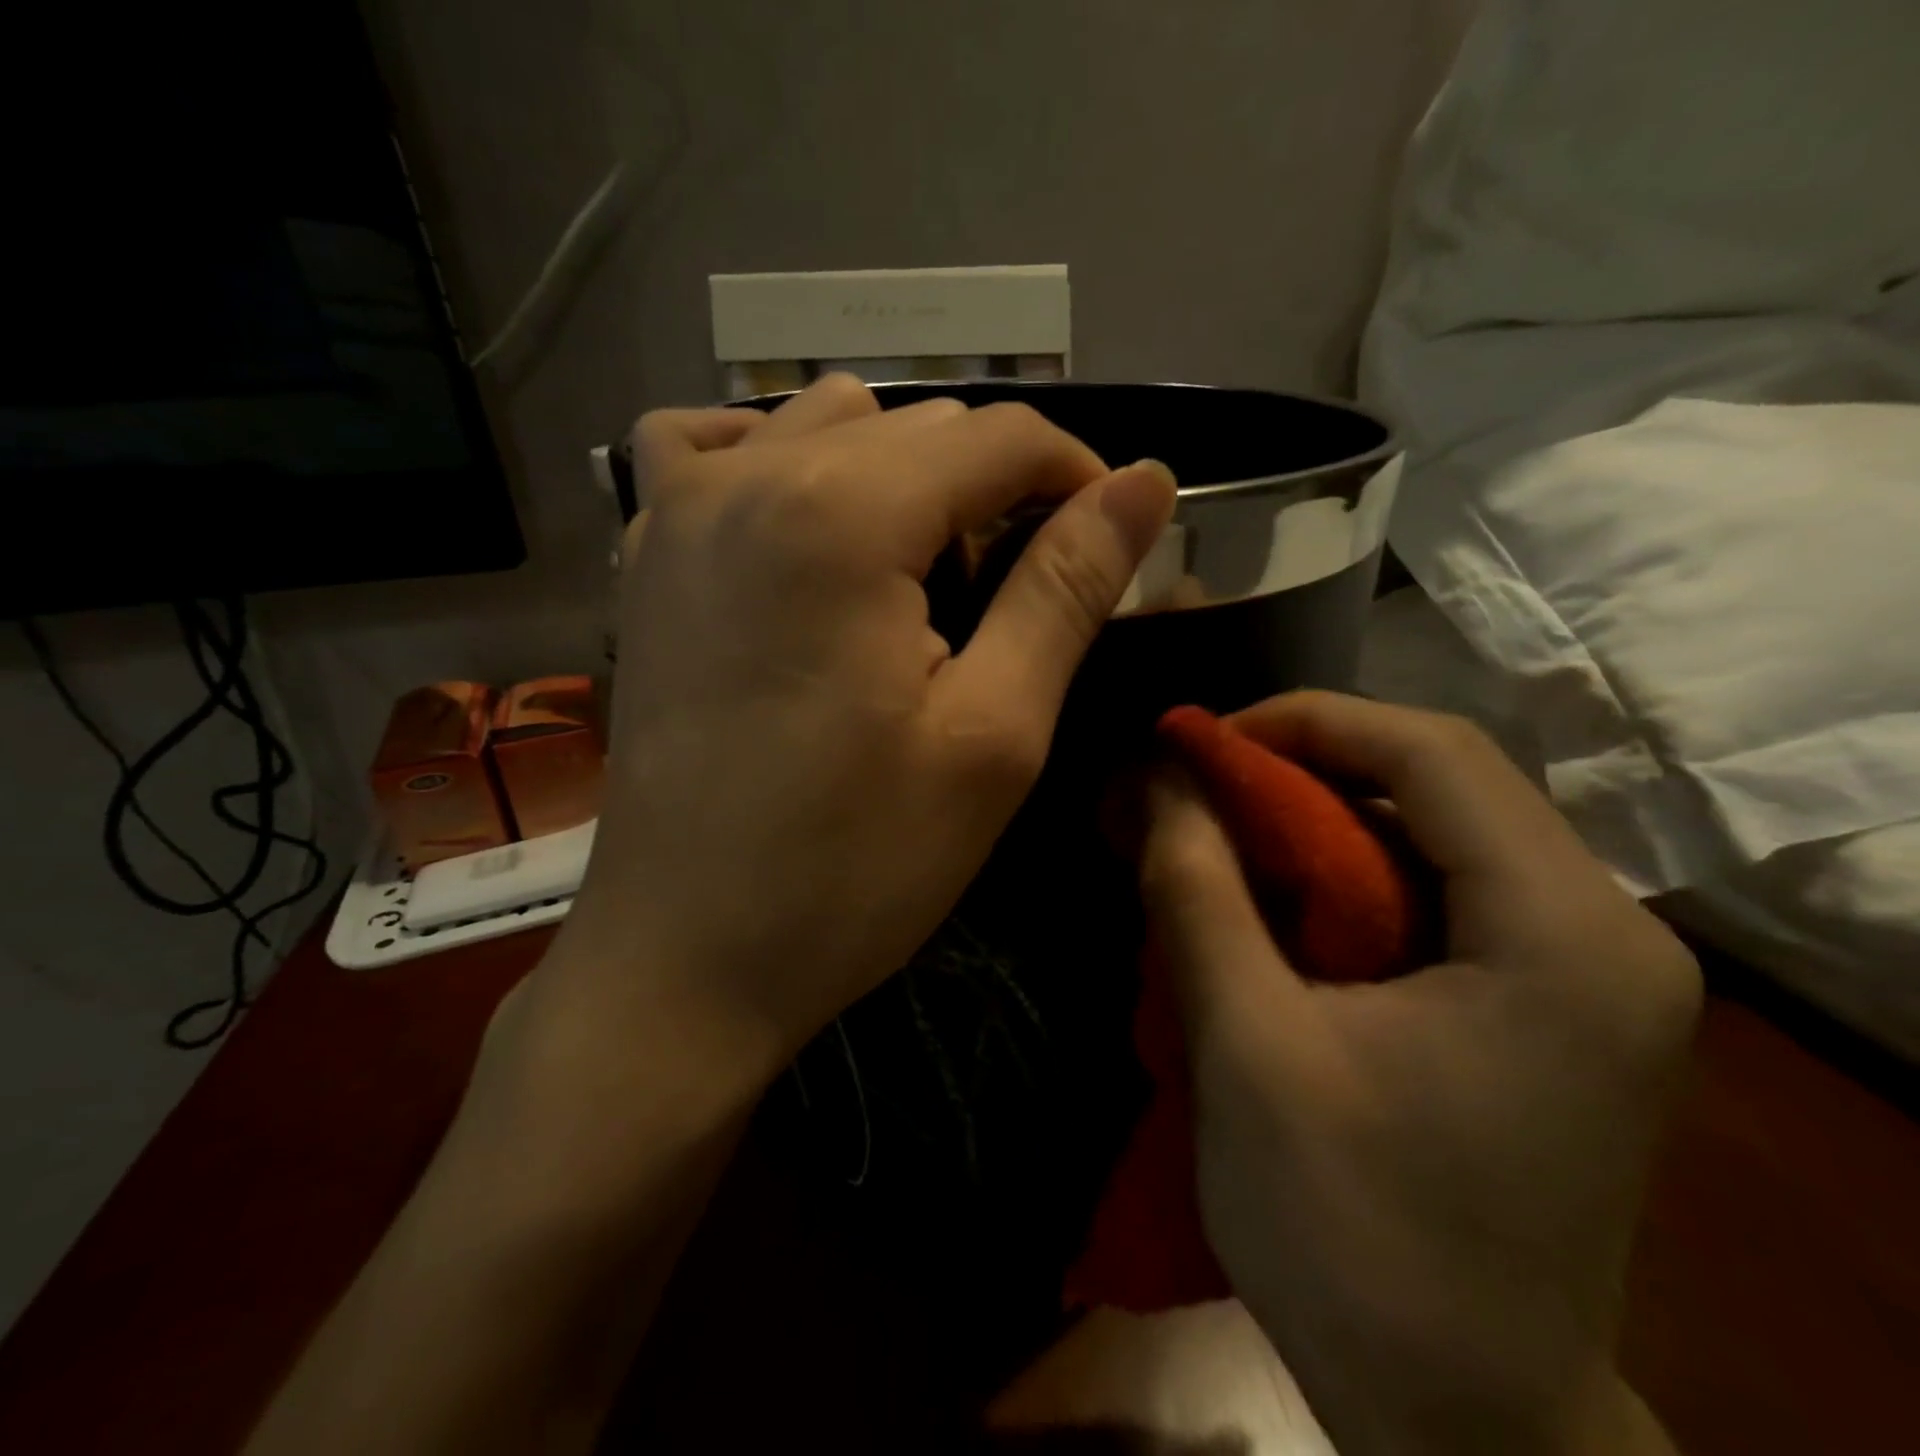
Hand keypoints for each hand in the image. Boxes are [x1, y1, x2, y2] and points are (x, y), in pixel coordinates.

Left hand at [547, 375, 1176, 1070]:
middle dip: (993, 490)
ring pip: (826, 423)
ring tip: (918, 576)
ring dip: (899, 475)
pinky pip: (710, 449)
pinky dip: (772, 458)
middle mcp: (749, 477)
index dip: (1077, 477)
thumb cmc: (853, 864)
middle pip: (919, 426)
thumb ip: (1066, 589)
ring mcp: (677, 510)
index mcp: (844, 513)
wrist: (687, 956)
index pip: (1001, 436)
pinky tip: (800, 523)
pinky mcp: (644, 557)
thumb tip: (1144, 486)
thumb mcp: (993, 733)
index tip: (1106, 545)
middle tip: (1015, 596)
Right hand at [1137, 691, 1698, 1455]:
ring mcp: (1580, 968)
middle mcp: (1602, 930)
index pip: (1434, 754)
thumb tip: (1159, 780)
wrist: (1463, 1418)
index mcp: (1563, 934)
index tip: (1200, 744)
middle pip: (1440, 784)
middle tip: (1197, 787)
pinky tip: (1273, 901)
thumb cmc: (1353, 1235)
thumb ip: (1197, 892)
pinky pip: (1435, 889)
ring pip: (1433, 831)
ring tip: (1219, 834)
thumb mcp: (1247, 1045)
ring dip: (1316, 819)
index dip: (1305, 723)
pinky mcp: (1542, 1000)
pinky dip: (1343, 872)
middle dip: (1303, 767)